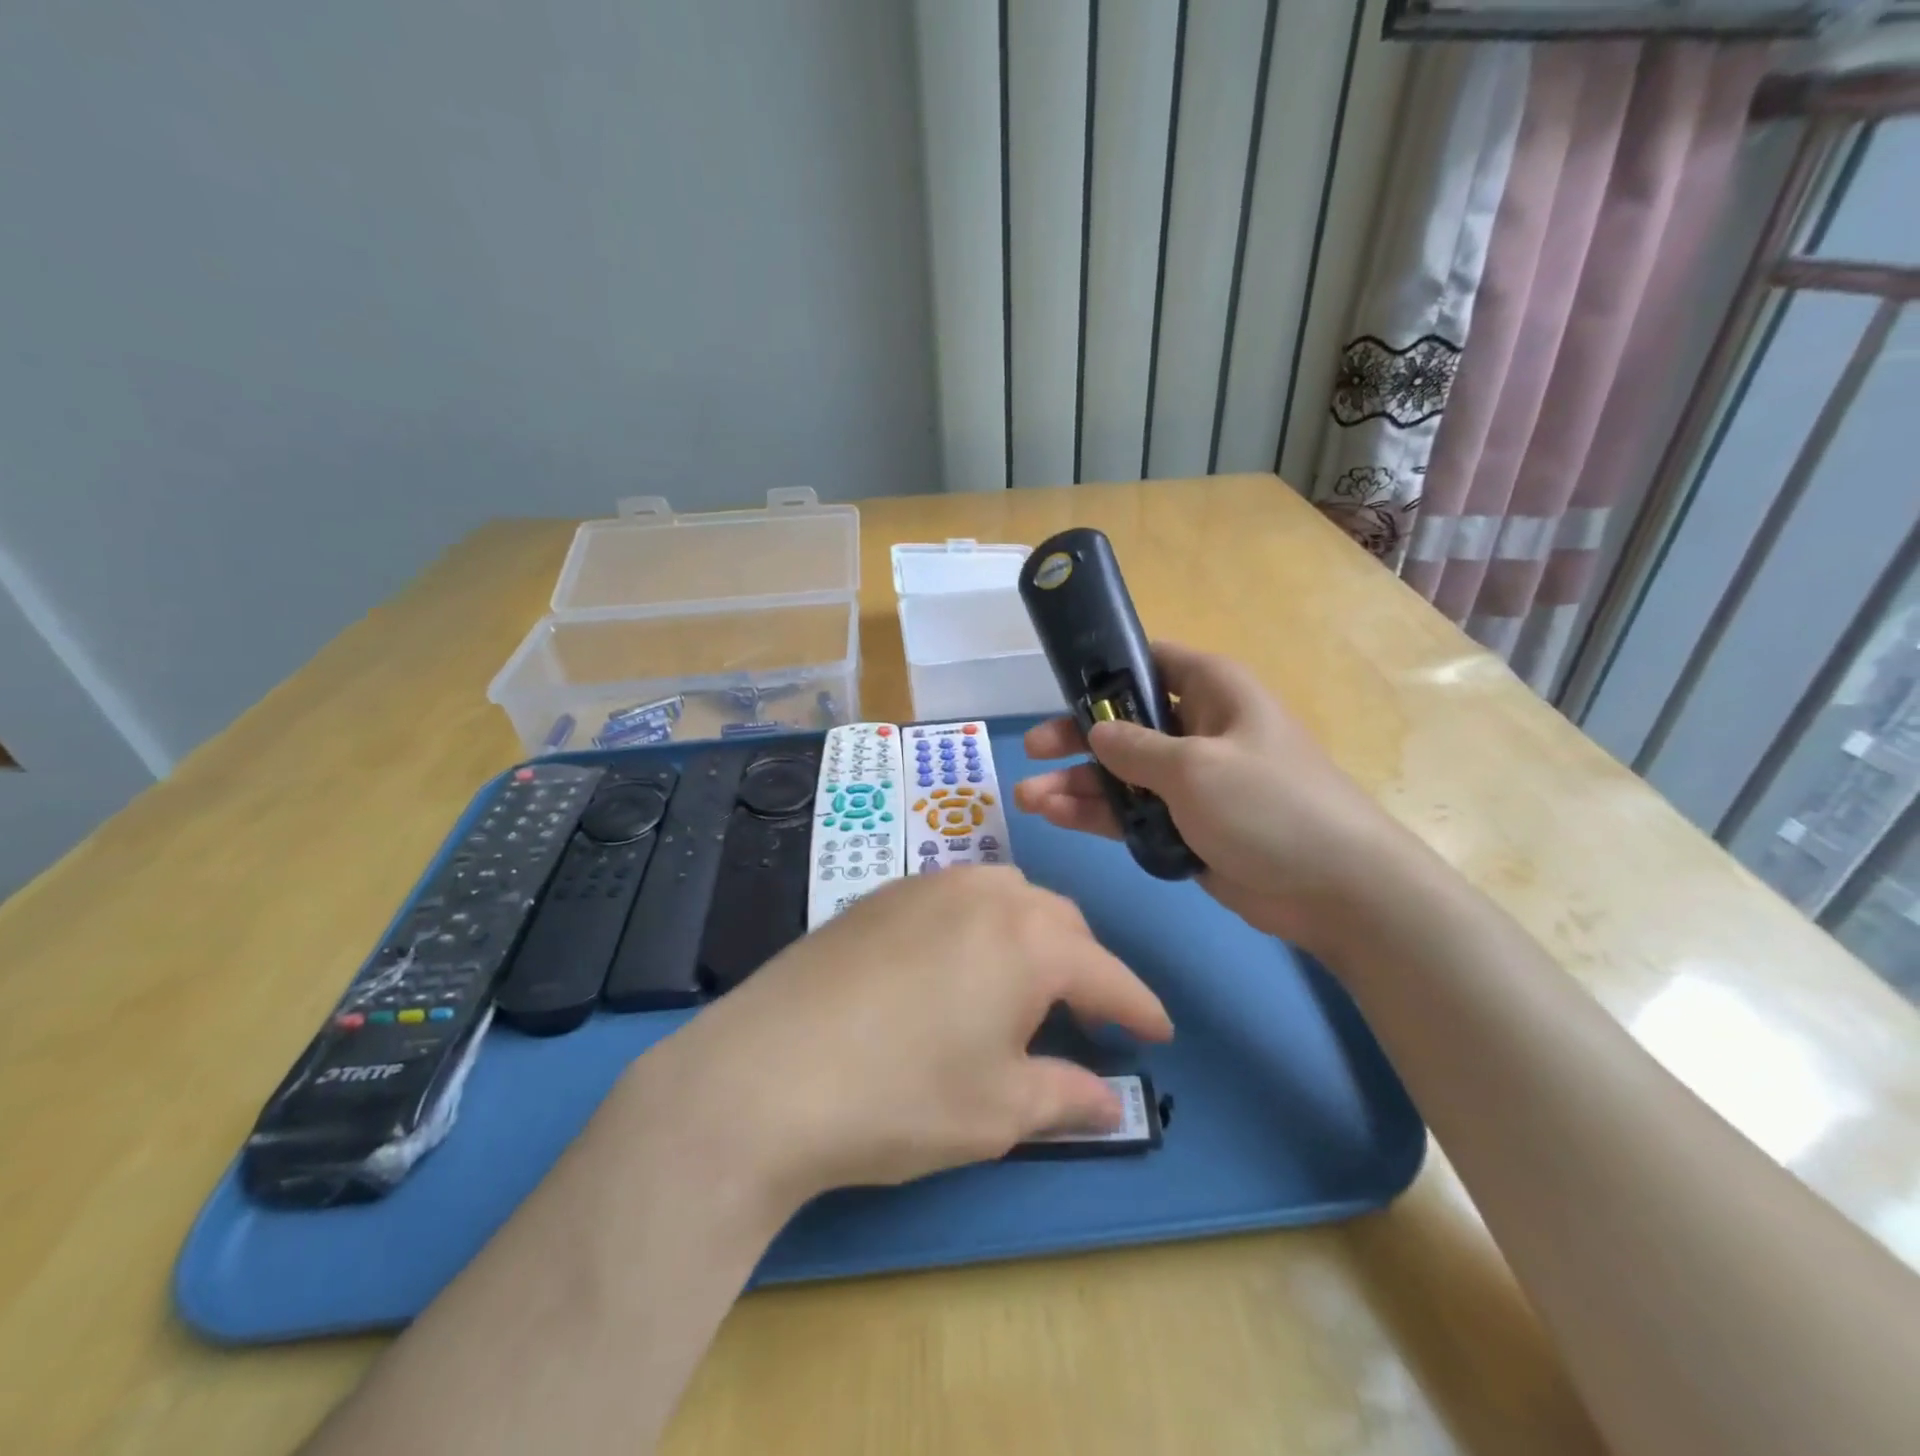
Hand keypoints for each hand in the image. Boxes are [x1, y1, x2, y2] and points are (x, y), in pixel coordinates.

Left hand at [629, 867, 1172, 1207]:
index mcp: (1028, 939)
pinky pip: (954, 896)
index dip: (1138, 1007)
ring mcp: (924, 886)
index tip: (1159, 1032)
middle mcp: (983, 894)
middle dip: (1085, 966)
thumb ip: (1065, 1096)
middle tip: (1088, 1016)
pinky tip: (956, 966)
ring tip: (1024, 985)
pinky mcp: (878, 895)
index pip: (1106, 973)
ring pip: (1006, 895)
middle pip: (1060, 921)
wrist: (765, 1074)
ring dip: (1032, 934)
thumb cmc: (900, 1097)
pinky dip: (979, 924)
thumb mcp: (997, 1111)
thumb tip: (1109, 1102)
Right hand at [1014, 642, 1409, 951]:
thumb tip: (1096, 732)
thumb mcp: (1194, 767)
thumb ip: (1135, 747)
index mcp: (1211, 691)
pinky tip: (1056, 816)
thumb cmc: (1269, 805)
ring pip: (1121, 773)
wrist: (1335, 888)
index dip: (1105, 670)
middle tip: (1032, 750)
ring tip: (1027, 797)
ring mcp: (1190, 781)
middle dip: (1077, 737)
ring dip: (1076, 783)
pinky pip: (1131, 811)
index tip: (1060, 684)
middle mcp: (1198, 729)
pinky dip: (1096, 814)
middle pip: (1124, 722)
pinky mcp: (1184, 825)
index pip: (1150, 661)